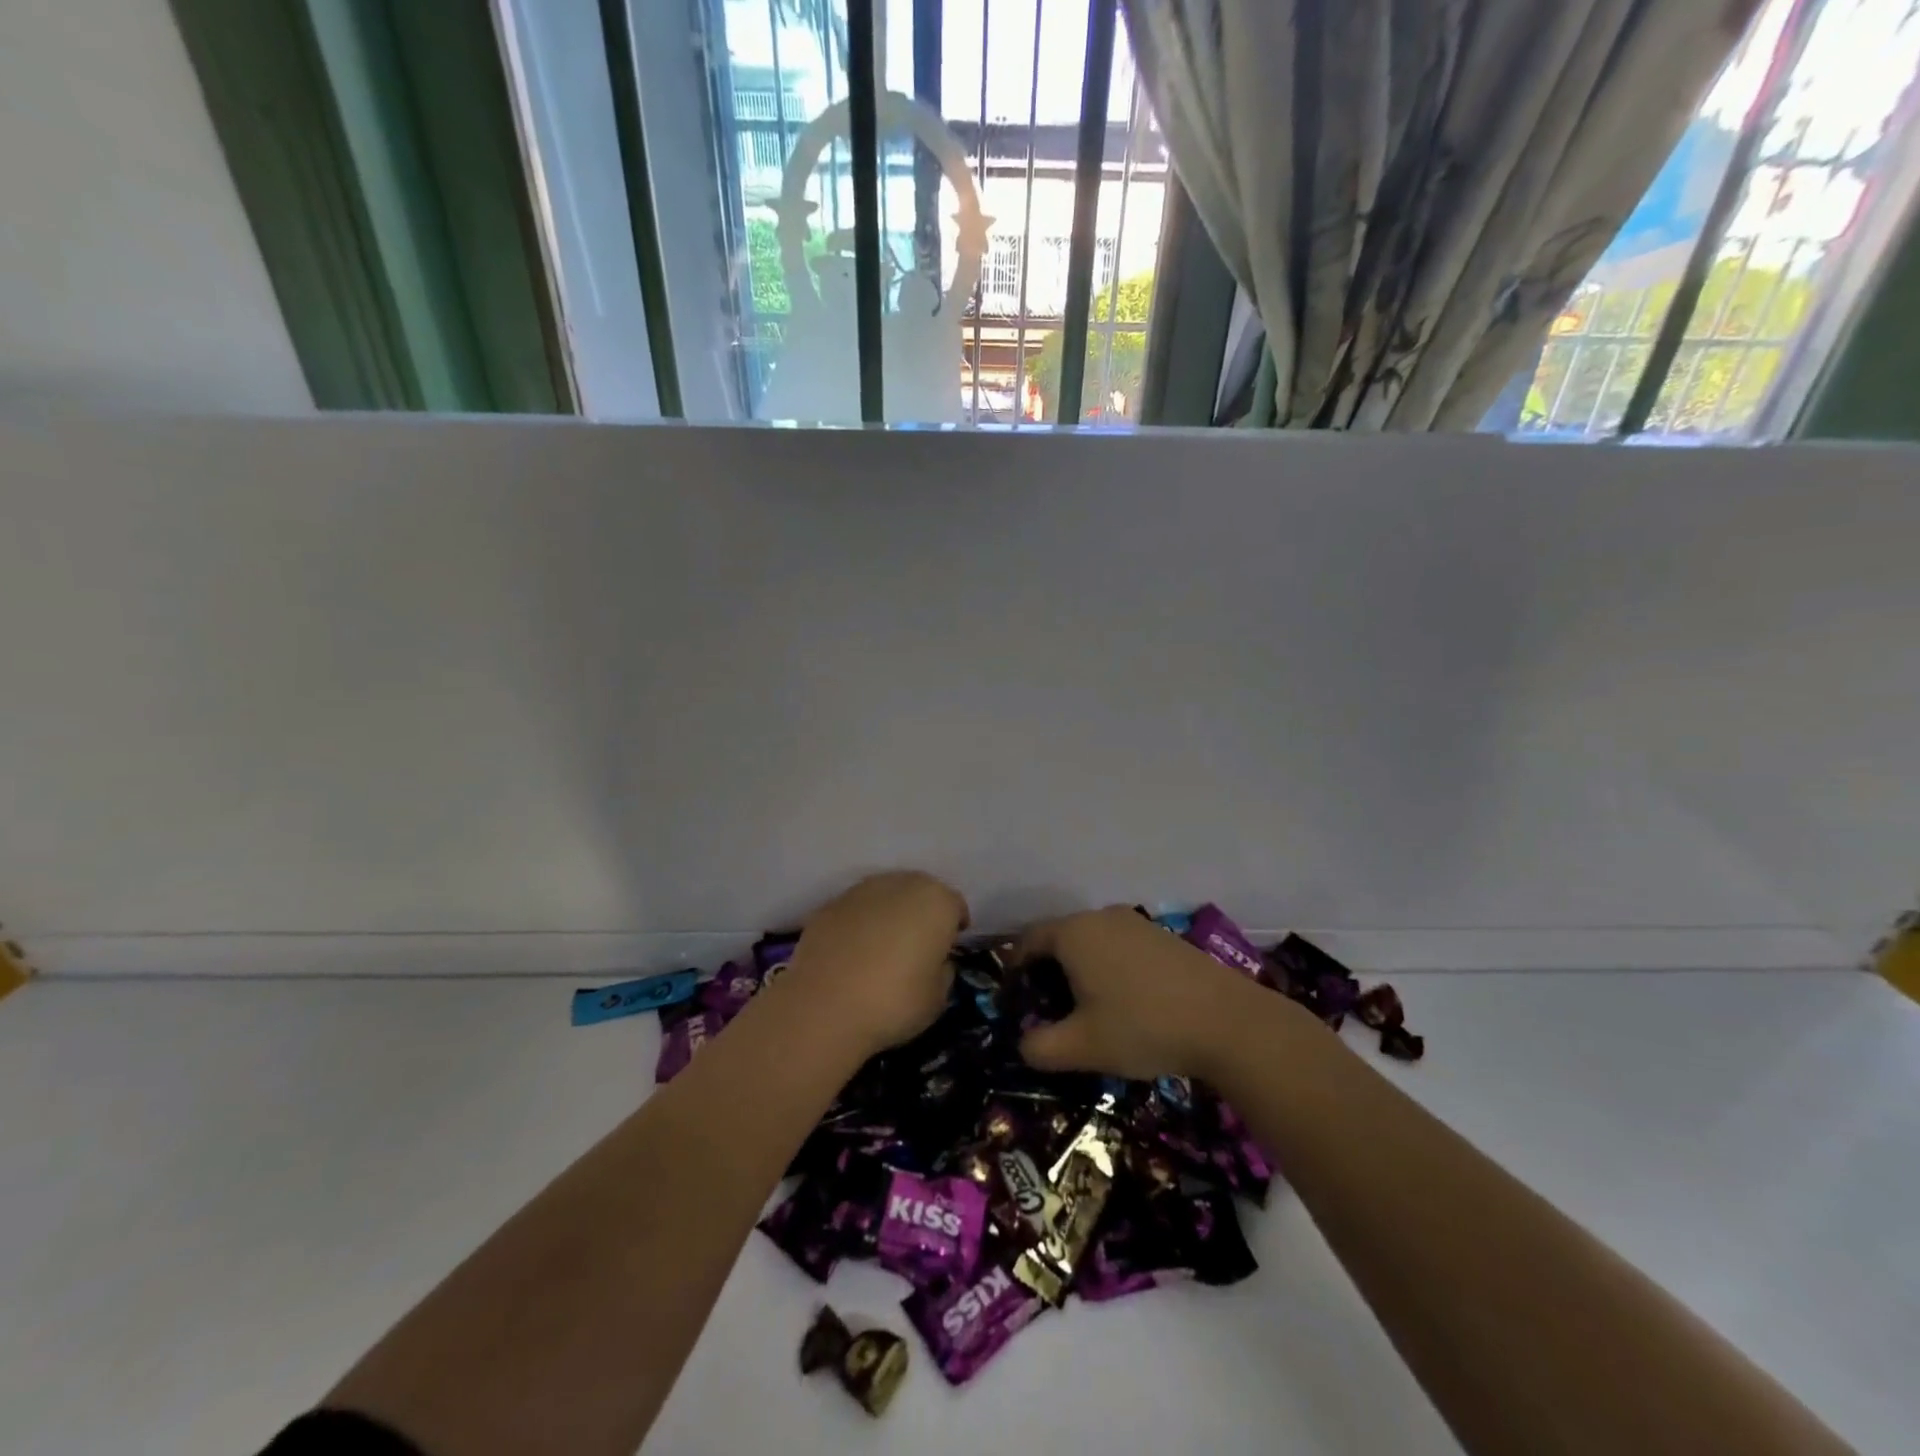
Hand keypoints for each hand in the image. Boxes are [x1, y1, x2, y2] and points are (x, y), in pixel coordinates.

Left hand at [784, 872, 969, 1056]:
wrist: (825, 1006)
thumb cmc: (895, 1002)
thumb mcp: (938, 998)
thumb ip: (944, 971)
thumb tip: (936, 962)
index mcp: (937, 902)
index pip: (955, 906)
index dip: (954, 927)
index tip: (949, 949)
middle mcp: (901, 884)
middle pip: (920, 892)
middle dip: (922, 913)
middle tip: (918, 945)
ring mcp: (861, 891)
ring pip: (885, 896)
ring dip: (889, 914)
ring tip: (883, 948)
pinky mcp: (830, 904)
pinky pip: (856, 910)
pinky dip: (859, 924)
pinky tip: (853, 953)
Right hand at [1015, 906, 1266, 1080]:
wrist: (1226, 1021)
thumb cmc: (1142, 1026)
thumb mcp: (1082, 1046)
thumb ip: (1040, 1047)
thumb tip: (1023, 1044)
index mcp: (1073, 933)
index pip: (1028, 941)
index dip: (1015, 969)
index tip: (1014, 999)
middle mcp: (1101, 917)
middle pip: (1060, 938)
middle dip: (1047, 972)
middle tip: (1048, 1011)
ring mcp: (1136, 923)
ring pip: (1092, 942)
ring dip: (1080, 971)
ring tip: (1086, 1010)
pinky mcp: (1163, 937)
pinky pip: (1120, 947)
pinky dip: (1109, 968)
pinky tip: (1125, 1003)